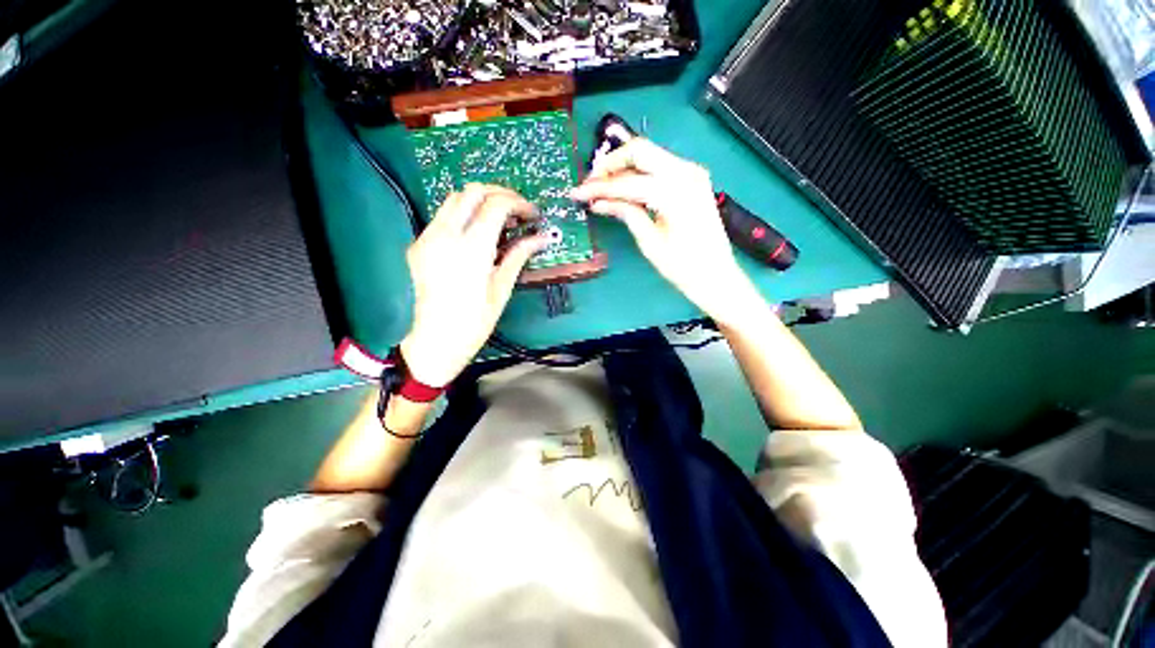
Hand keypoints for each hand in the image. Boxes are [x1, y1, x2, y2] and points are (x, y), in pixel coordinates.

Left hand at [399, 184, 547, 387]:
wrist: (435, 340)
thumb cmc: (475, 321)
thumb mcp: (502, 287)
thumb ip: (519, 255)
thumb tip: (541, 238)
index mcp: (472, 248)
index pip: (496, 204)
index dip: (519, 203)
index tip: (532, 215)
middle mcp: (446, 235)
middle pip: (472, 191)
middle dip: (499, 193)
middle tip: (517, 211)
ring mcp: (428, 237)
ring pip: (454, 199)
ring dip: (480, 201)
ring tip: (499, 220)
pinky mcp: (418, 244)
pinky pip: (443, 217)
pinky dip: (463, 215)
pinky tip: (476, 234)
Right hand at [570, 139, 753, 324]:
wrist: (716, 275)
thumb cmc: (684, 267)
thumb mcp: (649, 242)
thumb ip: (626, 213)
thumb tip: (598, 201)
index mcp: (675, 192)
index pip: (627, 181)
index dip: (598, 187)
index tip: (577, 193)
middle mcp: (686, 172)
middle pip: (639, 150)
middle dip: (610, 164)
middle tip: (590, 183)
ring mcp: (692, 172)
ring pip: (649, 155)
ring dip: (623, 167)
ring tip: (602, 187)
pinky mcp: (693, 179)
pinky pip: (660, 166)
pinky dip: (639, 173)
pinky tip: (623, 188)